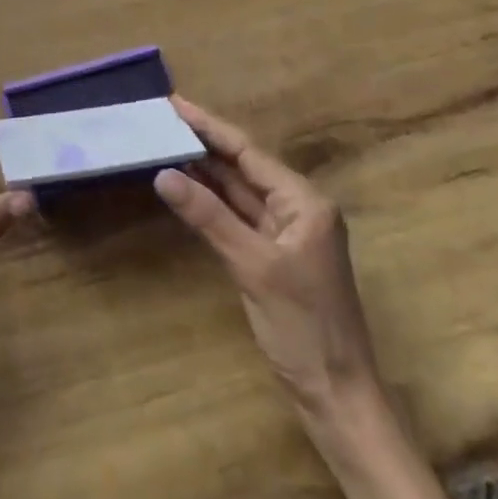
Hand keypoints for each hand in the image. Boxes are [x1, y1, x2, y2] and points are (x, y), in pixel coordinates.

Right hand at [156, 97, 382, 416]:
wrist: (337, 395)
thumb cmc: (304, 328)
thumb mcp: (254, 267)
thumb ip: (209, 217)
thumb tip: (163, 173)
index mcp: (303, 201)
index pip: (248, 152)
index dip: (209, 126)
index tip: (174, 103)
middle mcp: (297, 207)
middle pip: (243, 166)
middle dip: (203, 142)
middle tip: (160, 120)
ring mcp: (285, 232)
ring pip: (238, 191)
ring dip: (204, 170)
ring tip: (164, 142)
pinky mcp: (272, 255)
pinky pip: (237, 216)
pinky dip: (211, 202)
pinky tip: (185, 187)